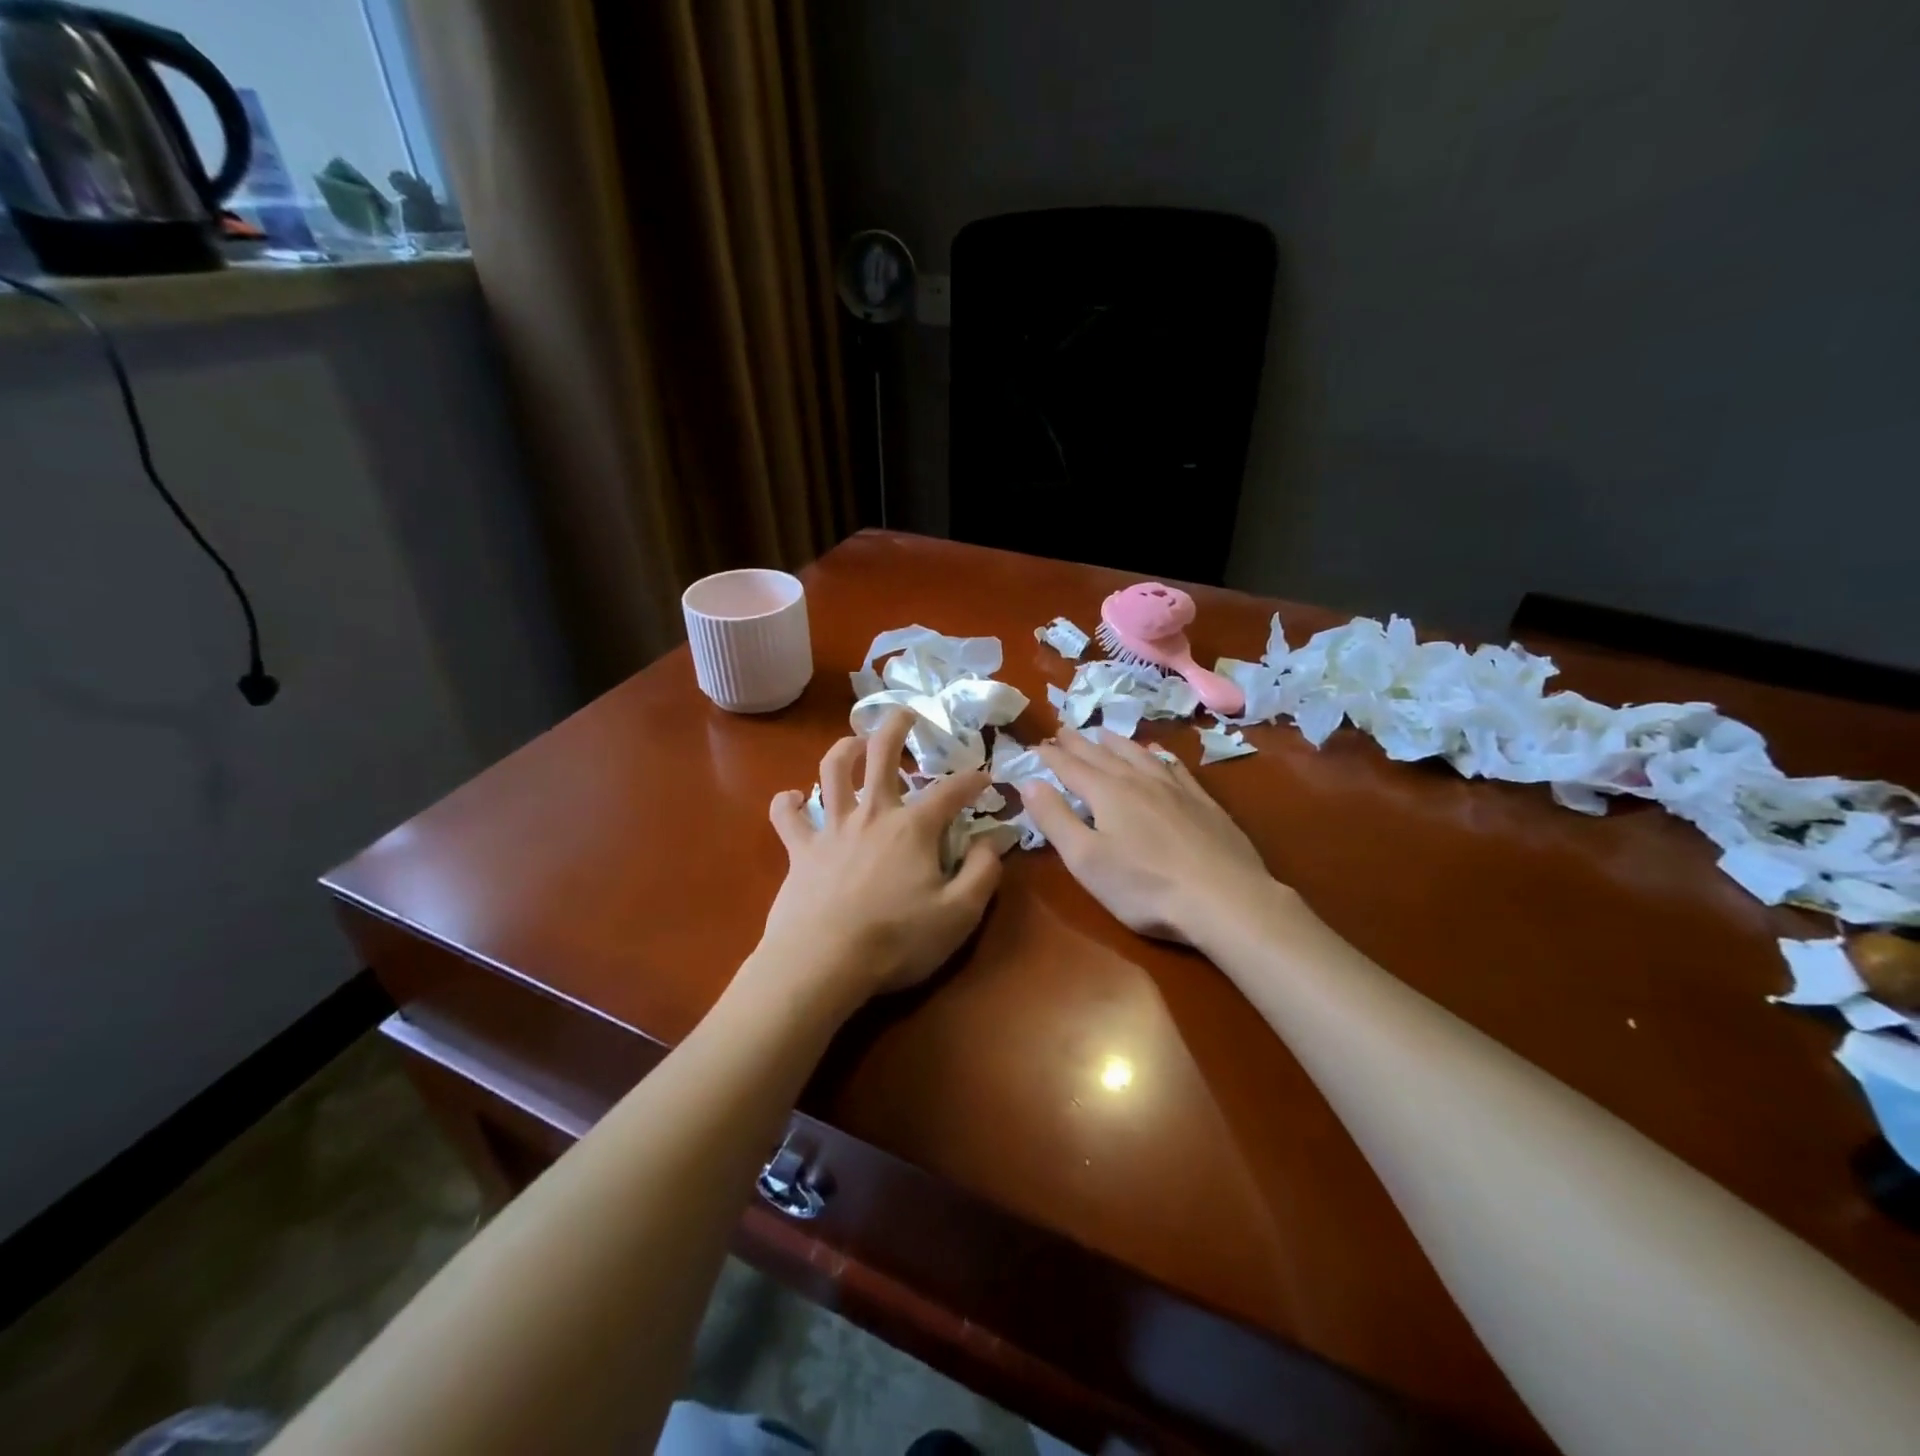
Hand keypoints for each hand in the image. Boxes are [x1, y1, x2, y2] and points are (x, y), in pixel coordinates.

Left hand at [761, 709, 1002, 1005]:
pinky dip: (787, 803)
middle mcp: (872, 814)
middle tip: (906, 713)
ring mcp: (832, 828)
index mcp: (914, 827)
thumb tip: (995, 841)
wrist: (823, 962)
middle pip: (882, 755)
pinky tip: (791, 797)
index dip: (973, 779)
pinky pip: (786, 817)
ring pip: (832, 772)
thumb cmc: (897, 940)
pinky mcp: (799, 850)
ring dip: (843, 749)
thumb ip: (983, 873)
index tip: (986, 778)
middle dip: (896, 728)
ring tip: (854, 742)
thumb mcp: (959, 914)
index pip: (952, 790)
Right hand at [1024, 728, 1276, 943]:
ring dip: (1117, 743)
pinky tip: (1159, 755)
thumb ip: (1055, 819)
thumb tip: (1029, 782)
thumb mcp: (1085, 859)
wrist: (1224, 898)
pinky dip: (1159, 756)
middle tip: (1063, 730)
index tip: (1035, 746)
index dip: (1051, 757)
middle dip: (1079, 743)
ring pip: (1139, 755)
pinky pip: (1174, 767)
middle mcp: (1139, 781)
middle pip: (1103, 755)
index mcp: (1106, 793)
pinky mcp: (1203, 803)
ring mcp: (1175, 789)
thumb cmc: (1144, 886)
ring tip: (1105, 734)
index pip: (1070, 768)